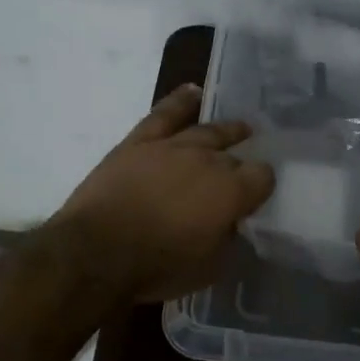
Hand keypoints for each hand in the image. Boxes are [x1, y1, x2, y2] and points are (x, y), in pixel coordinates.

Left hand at [49, 84, 275, 302]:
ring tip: (239, 128)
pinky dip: (180, 101)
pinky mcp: (139, 142)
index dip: (262, 187)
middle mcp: (208, 160)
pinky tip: (193, 92)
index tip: (255, 198)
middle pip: (235, 155)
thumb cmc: (158, 267)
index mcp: (231, 191)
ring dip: (226, 130)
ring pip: (207, 130)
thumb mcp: (210, 268)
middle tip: (242, 172)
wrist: (96, 252)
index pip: (263, 177)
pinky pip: (165, 114)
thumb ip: (228, 240)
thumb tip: (231, 224)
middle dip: (241, 164)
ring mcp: (173, 146)